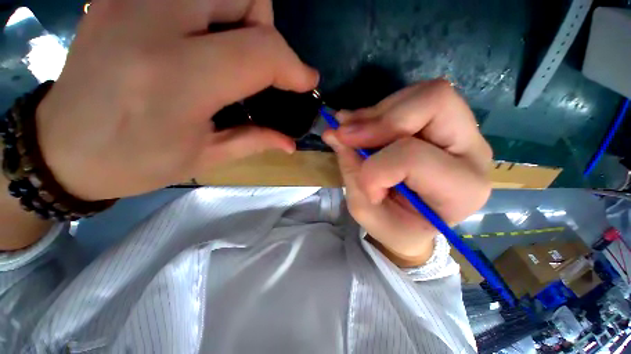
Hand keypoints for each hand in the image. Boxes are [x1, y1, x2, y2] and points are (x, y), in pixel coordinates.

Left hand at [36, 0, 318, 200]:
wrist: (62, 149)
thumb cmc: (134, 162)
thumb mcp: (203, 157)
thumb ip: (254, 141)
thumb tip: (291, 142)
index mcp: (176, 81)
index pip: (259, 51)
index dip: (293, 66)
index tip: (306, 81)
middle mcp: (150, 24)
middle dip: (265, 28)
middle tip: (255, 64)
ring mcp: (129, 0)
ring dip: (240, 13)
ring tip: (228, 50)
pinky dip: (209, 8)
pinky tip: (197, 40)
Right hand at [323, 80, 491, 266]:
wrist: (415, 223)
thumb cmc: (396, 227)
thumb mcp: (368, 210)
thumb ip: (351, 171)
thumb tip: (334, 133)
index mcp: (461, 189)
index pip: (413, 157)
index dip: (375, 168)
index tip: (361, 183)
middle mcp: (472, 152)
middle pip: (434, 102)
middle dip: (379, 120)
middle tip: (345, 134)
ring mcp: (462, 130)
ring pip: (422, 94)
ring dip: (375, 113)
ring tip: (349, 130)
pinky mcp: (443, 121)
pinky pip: (411, 98)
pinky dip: (378, 110)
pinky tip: (360, 124)